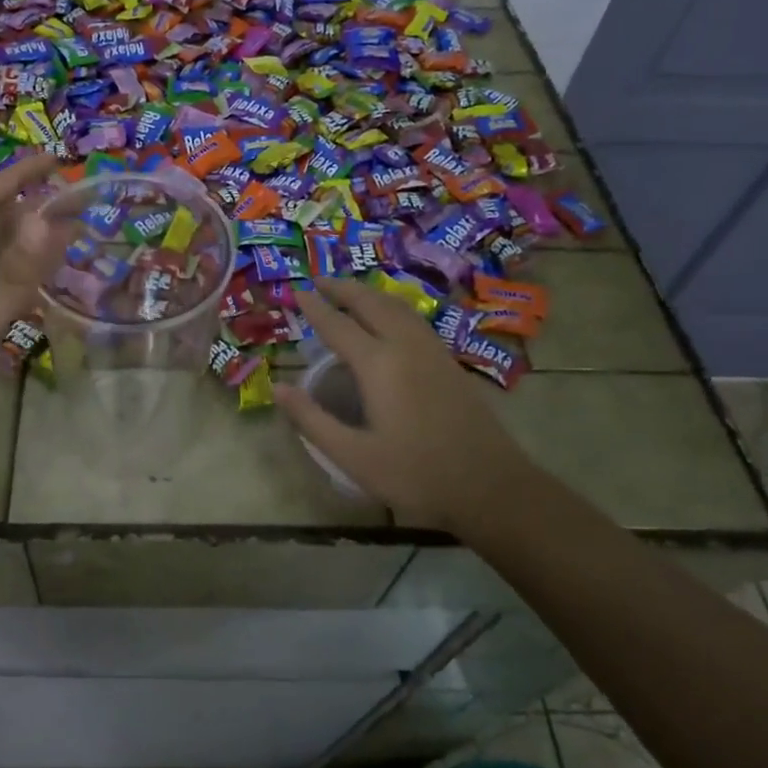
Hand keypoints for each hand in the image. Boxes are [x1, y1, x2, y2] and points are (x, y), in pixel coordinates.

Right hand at [275, 279, 542, 538]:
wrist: (491, 487)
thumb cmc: (416, 475)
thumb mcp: (353, 456)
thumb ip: (312, 420)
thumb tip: (277, 388)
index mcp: (379, 365)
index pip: (337, 325)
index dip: (313, 307)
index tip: (294, 291)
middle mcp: (406, 347)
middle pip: (371, 304)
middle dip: (342, 288)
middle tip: (318, 280)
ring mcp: (433, 352)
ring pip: (397, 307)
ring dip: (369, 294)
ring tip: (349, 293)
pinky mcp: (449, 362)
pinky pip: (413, 319)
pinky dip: (391, 307)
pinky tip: (389, 320)